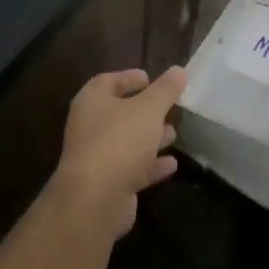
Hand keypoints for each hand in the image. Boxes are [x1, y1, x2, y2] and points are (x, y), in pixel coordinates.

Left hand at [47, 66, 186, 240]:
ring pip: (127, 142)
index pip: (107, 81)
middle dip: (145, 111)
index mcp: (92, 101)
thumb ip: (165, 90)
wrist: (96, 198)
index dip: (128, 77)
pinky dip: (151, 165)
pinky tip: (171, 164)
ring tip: (173, 134)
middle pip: (119, 113)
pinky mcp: (108, 184)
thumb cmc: (120, 141)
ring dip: (149, 138)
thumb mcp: (149, 109)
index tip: (150, 78)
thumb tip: (179, 70)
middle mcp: (90, 127)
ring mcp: (97, 157)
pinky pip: (132, 169)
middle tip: (169, 108)